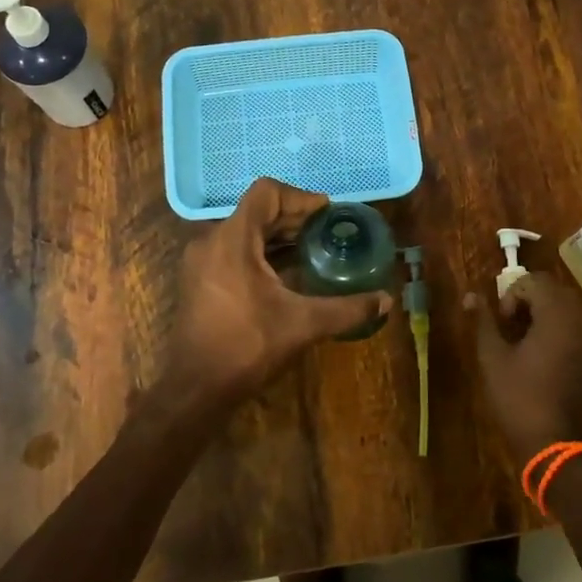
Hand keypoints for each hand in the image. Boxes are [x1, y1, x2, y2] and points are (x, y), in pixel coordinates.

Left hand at [164, 178, 390, 407]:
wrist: (194, 389)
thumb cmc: (247, 346)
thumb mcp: (303, 324)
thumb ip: (347, 309)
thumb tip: (387, 301)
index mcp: (234, 239)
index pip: (267, 193)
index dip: (300, 197)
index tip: (326, 214)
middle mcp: (212, 241)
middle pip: (256, 211)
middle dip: (293, 218)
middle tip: (327, 232)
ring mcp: (201, 261)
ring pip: (244, 232)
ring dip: (277, 236)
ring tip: (311, 250)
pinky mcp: (199, 280)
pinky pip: (233, 251)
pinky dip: (261, 253)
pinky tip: (286, 274)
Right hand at [466, 273, 581, 464]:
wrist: (554, 444)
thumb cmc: (518, 398)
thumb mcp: (493, 357)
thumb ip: (484, 321)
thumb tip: (471, 296)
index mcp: (557, 317)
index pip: (536, 282)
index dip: (513, 294)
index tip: (503, 322)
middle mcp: (581, 322)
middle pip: (555, 291)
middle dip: (530, 300)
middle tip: (511, 326)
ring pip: (568, 309)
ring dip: (545, 314)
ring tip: (525, 340)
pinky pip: (579, 329)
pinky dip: (560, 330)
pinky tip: (543, 356)